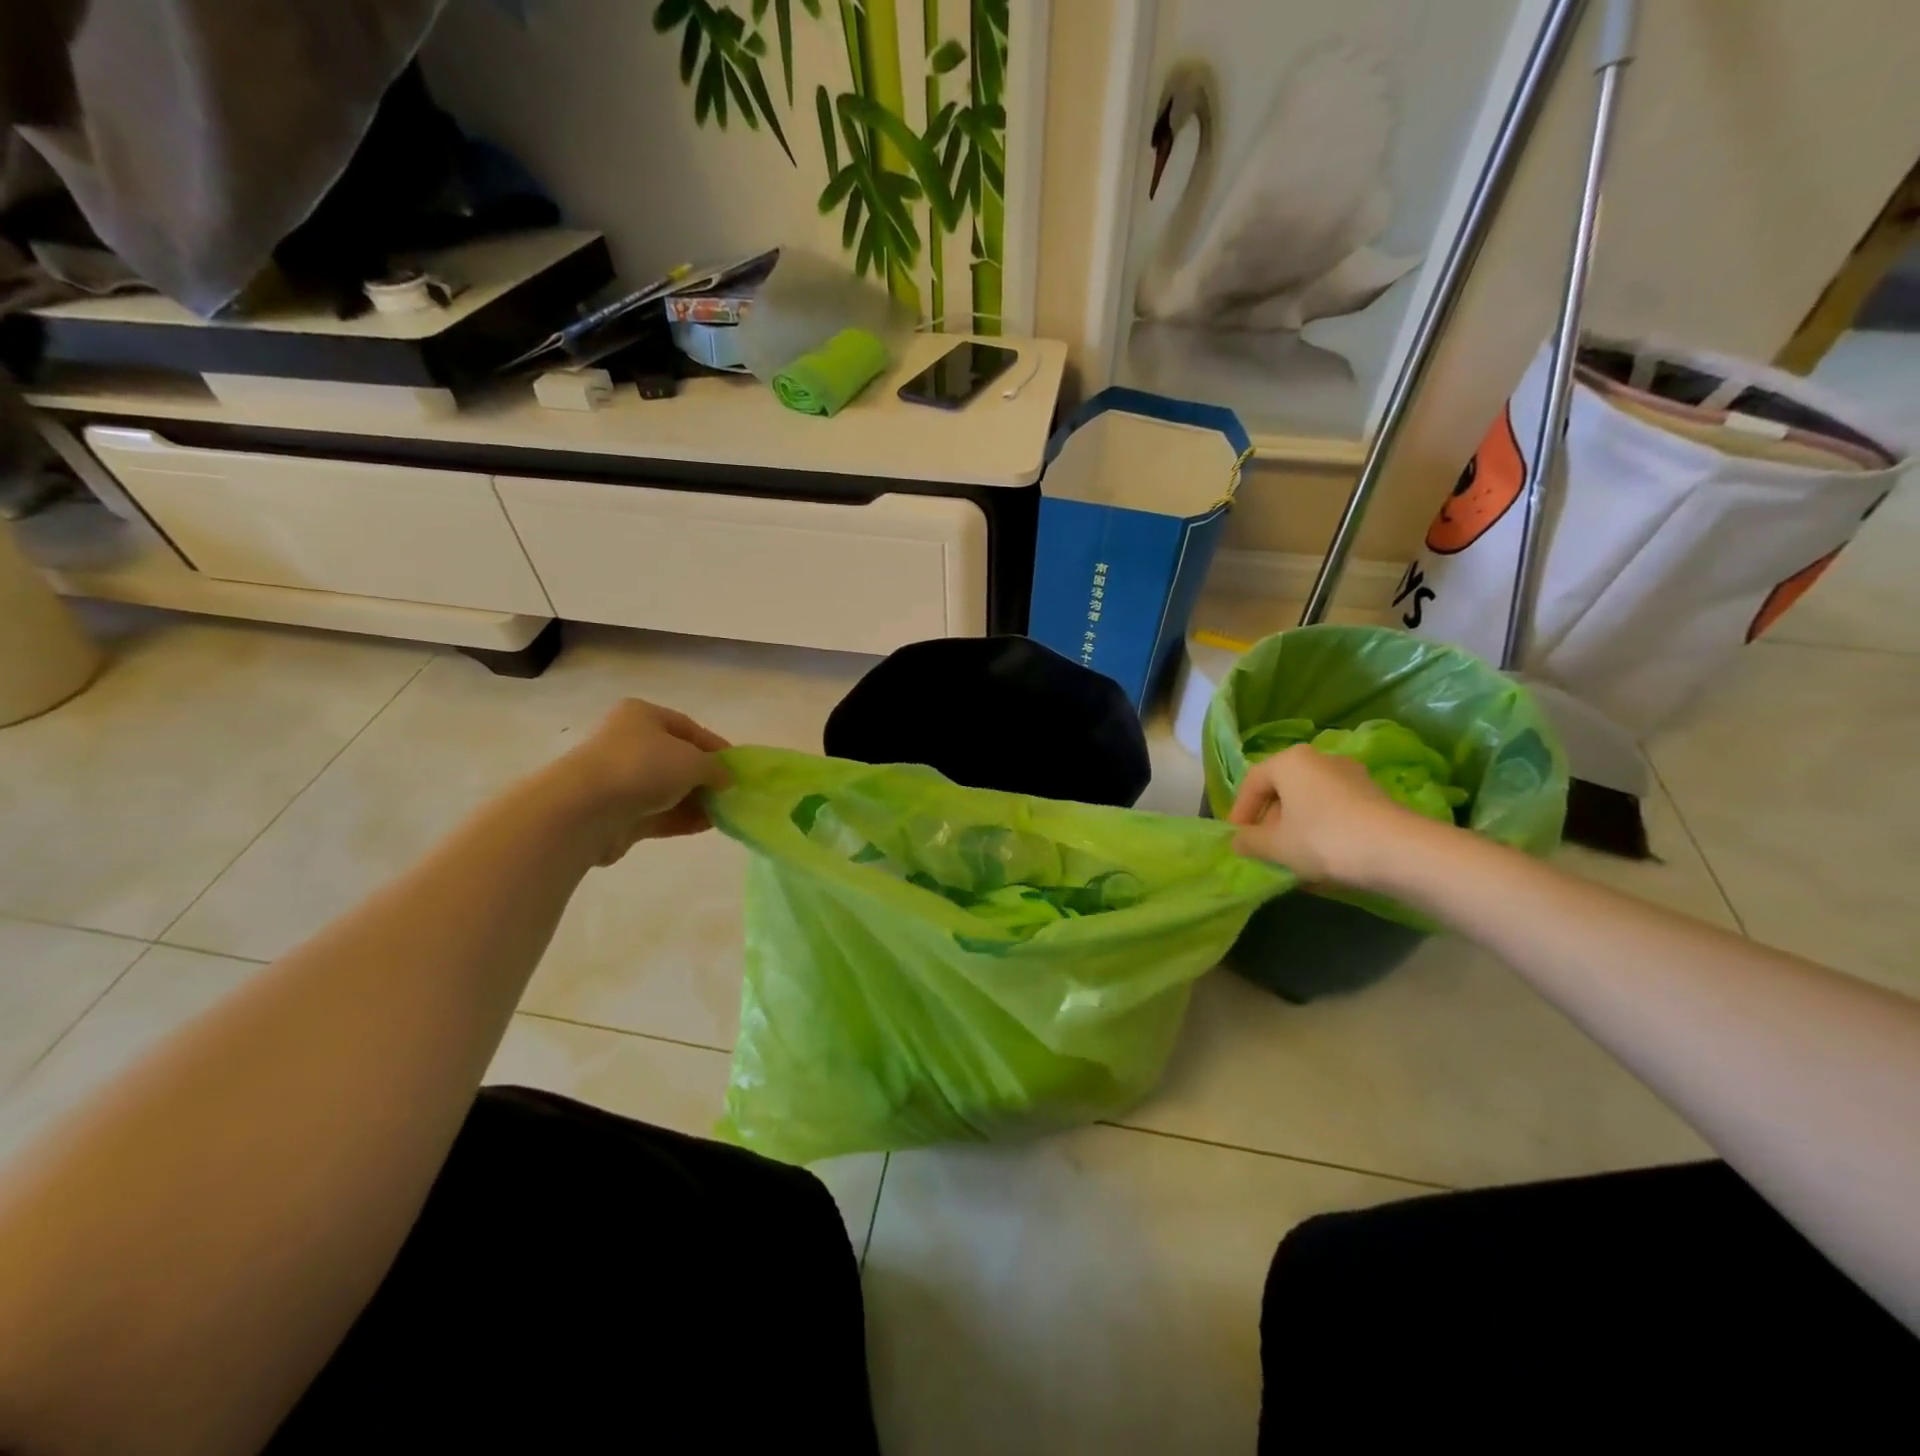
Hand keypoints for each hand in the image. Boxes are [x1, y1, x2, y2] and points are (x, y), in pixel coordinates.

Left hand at [546, 699, 731, 864]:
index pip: (688, 728)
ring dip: (696, 801)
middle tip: (731, 792)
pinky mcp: (617, 813)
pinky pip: (657, 813)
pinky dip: (681, 818)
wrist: (585, 809)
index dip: (716, 746)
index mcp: (642, 716)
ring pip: (667, 789)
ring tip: (725, 813)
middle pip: (677, 759)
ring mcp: (620, 780)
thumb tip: (725, 779)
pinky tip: (707, 826)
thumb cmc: (643, 767)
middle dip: (706, 777)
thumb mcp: (693, 760)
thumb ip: (716, 769)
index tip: (738, 767)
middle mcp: (628, 743)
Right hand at [1227, 744, 1422, 887]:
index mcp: (1290, 761)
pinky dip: (1322, 828)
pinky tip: (1323, 857)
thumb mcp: (1275, 845)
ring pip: (1310, 800)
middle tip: (1264, 848)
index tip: (1238, 838)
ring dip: (1296, 826)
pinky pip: (1334, 809)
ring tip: (1293, 857)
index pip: (1253, 782)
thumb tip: (1238, 841)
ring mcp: (1351, 775)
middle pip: (1283, 789)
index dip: (1240, 811)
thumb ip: (1249, 841)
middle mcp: (1320, 758)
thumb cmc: (1323, 839)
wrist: (1398, 851)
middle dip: (1269, 820)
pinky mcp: (1374, 795)